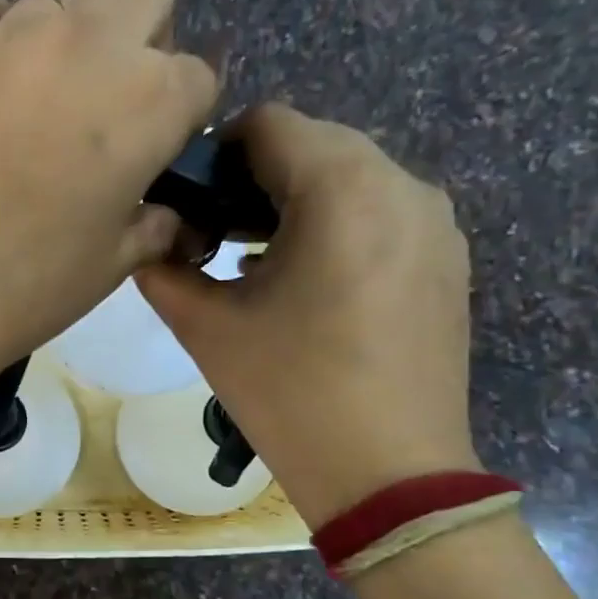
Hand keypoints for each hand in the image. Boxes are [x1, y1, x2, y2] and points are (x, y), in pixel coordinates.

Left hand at [0, 0, 218, 392]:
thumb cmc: (22, 292)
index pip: (197, 77)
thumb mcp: (111, 267)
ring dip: (69, 31)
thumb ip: (153, 224)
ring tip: (38, 93)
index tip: (154, 150)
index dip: (180, 115)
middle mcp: (87, 45)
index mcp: (147, 102)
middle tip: (106, 105)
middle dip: (142, 41)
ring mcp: (7, 35)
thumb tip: (165, 212)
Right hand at [137, 104, 479, 528]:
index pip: (267, 124)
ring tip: (254, 261)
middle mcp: (401, 184)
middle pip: (313, 144)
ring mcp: (435, 222)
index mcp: (341, 188)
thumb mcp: (205, 327)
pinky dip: (335, 225)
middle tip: (213, 235)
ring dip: (294, 202)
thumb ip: (162, 268)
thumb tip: (149, 239)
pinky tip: (304, 281)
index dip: (215, 153)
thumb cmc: (290, 393)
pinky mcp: (447, 259)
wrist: (389, 473)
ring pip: (350, 177)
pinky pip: (381, 212)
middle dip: (255, 178)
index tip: (187, 203)